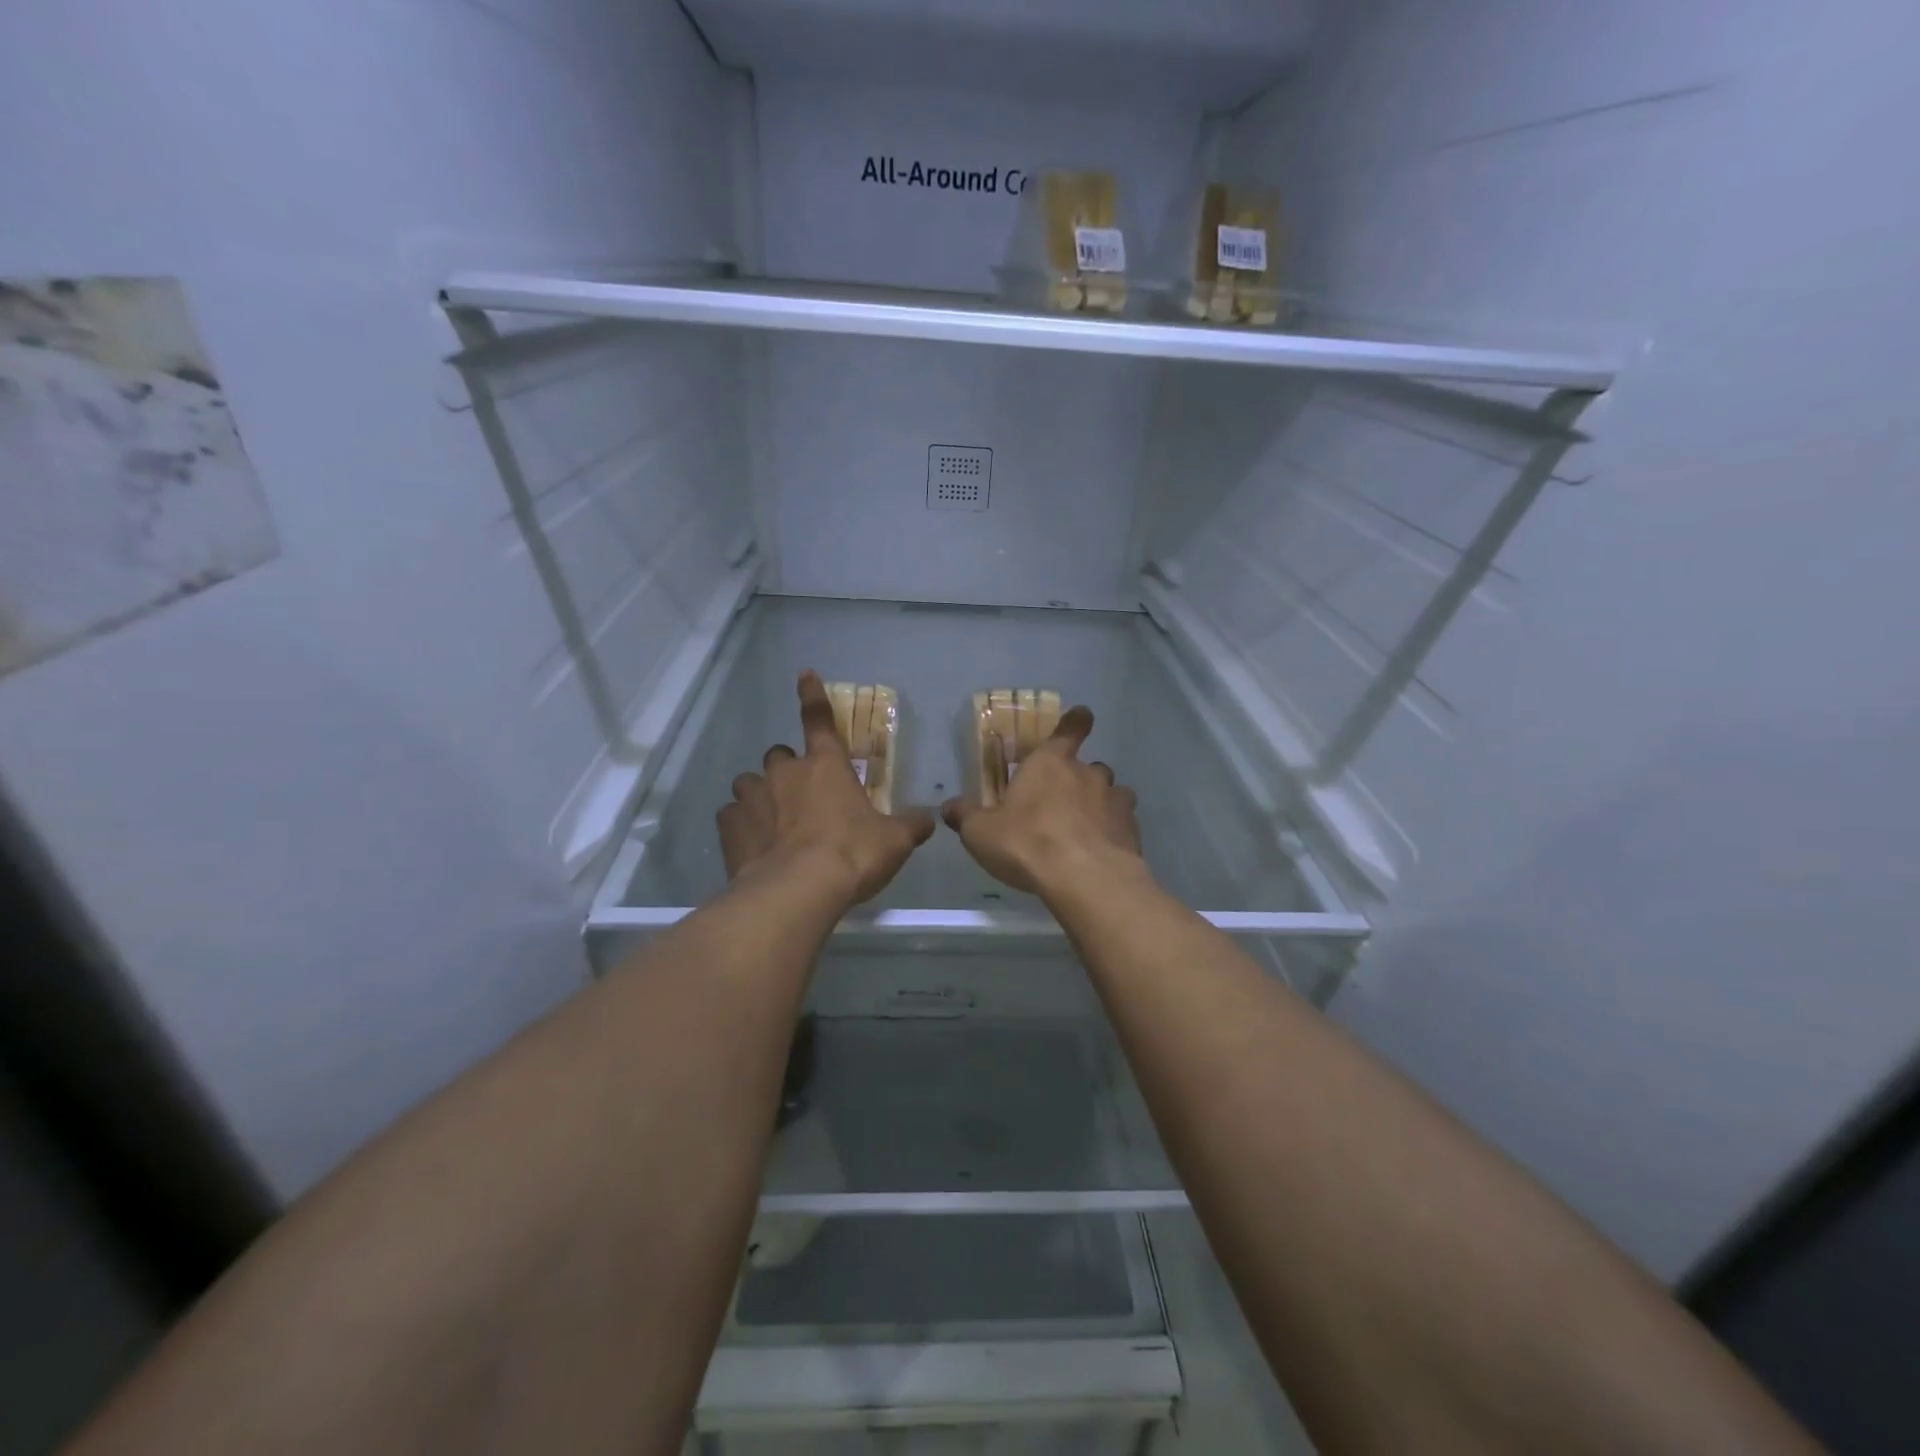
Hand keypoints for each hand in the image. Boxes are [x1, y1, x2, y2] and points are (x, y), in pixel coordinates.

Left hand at [718, 671, 934, 904]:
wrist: (798, 891)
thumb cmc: (852, 854)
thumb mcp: (894, 841)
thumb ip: (911, 825)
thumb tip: (929, 819)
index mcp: (826, 766)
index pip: (819, 720)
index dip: (813, 695)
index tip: (804, 674)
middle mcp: (785, 772)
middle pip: (779, 756)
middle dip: (788, 770)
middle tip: (801, 798)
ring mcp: (752, 797)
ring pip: (749, 784)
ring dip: (761, 797)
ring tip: (773, 825)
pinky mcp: (729, 826)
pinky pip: (731, 817)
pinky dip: (741, 826)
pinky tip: (753, 847)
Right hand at [941, 706, 1142, 897]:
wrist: (1084, 878)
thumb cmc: (1027, 843)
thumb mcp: (981, 832)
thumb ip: (966, 816)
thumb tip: (948, 806)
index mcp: (1050, 763)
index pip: (1069, 730)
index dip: (1076, 722)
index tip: (1082, 716)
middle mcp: (1087, 774)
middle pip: (1090, 766)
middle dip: (1081, 778)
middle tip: (1065, 800)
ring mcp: (1114, 801)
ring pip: (1113, 793)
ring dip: (1101, 804)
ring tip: (1088, 827)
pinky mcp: (1132, 831)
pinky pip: (1124, 823)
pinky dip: (1115, 831)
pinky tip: (1103, 851)